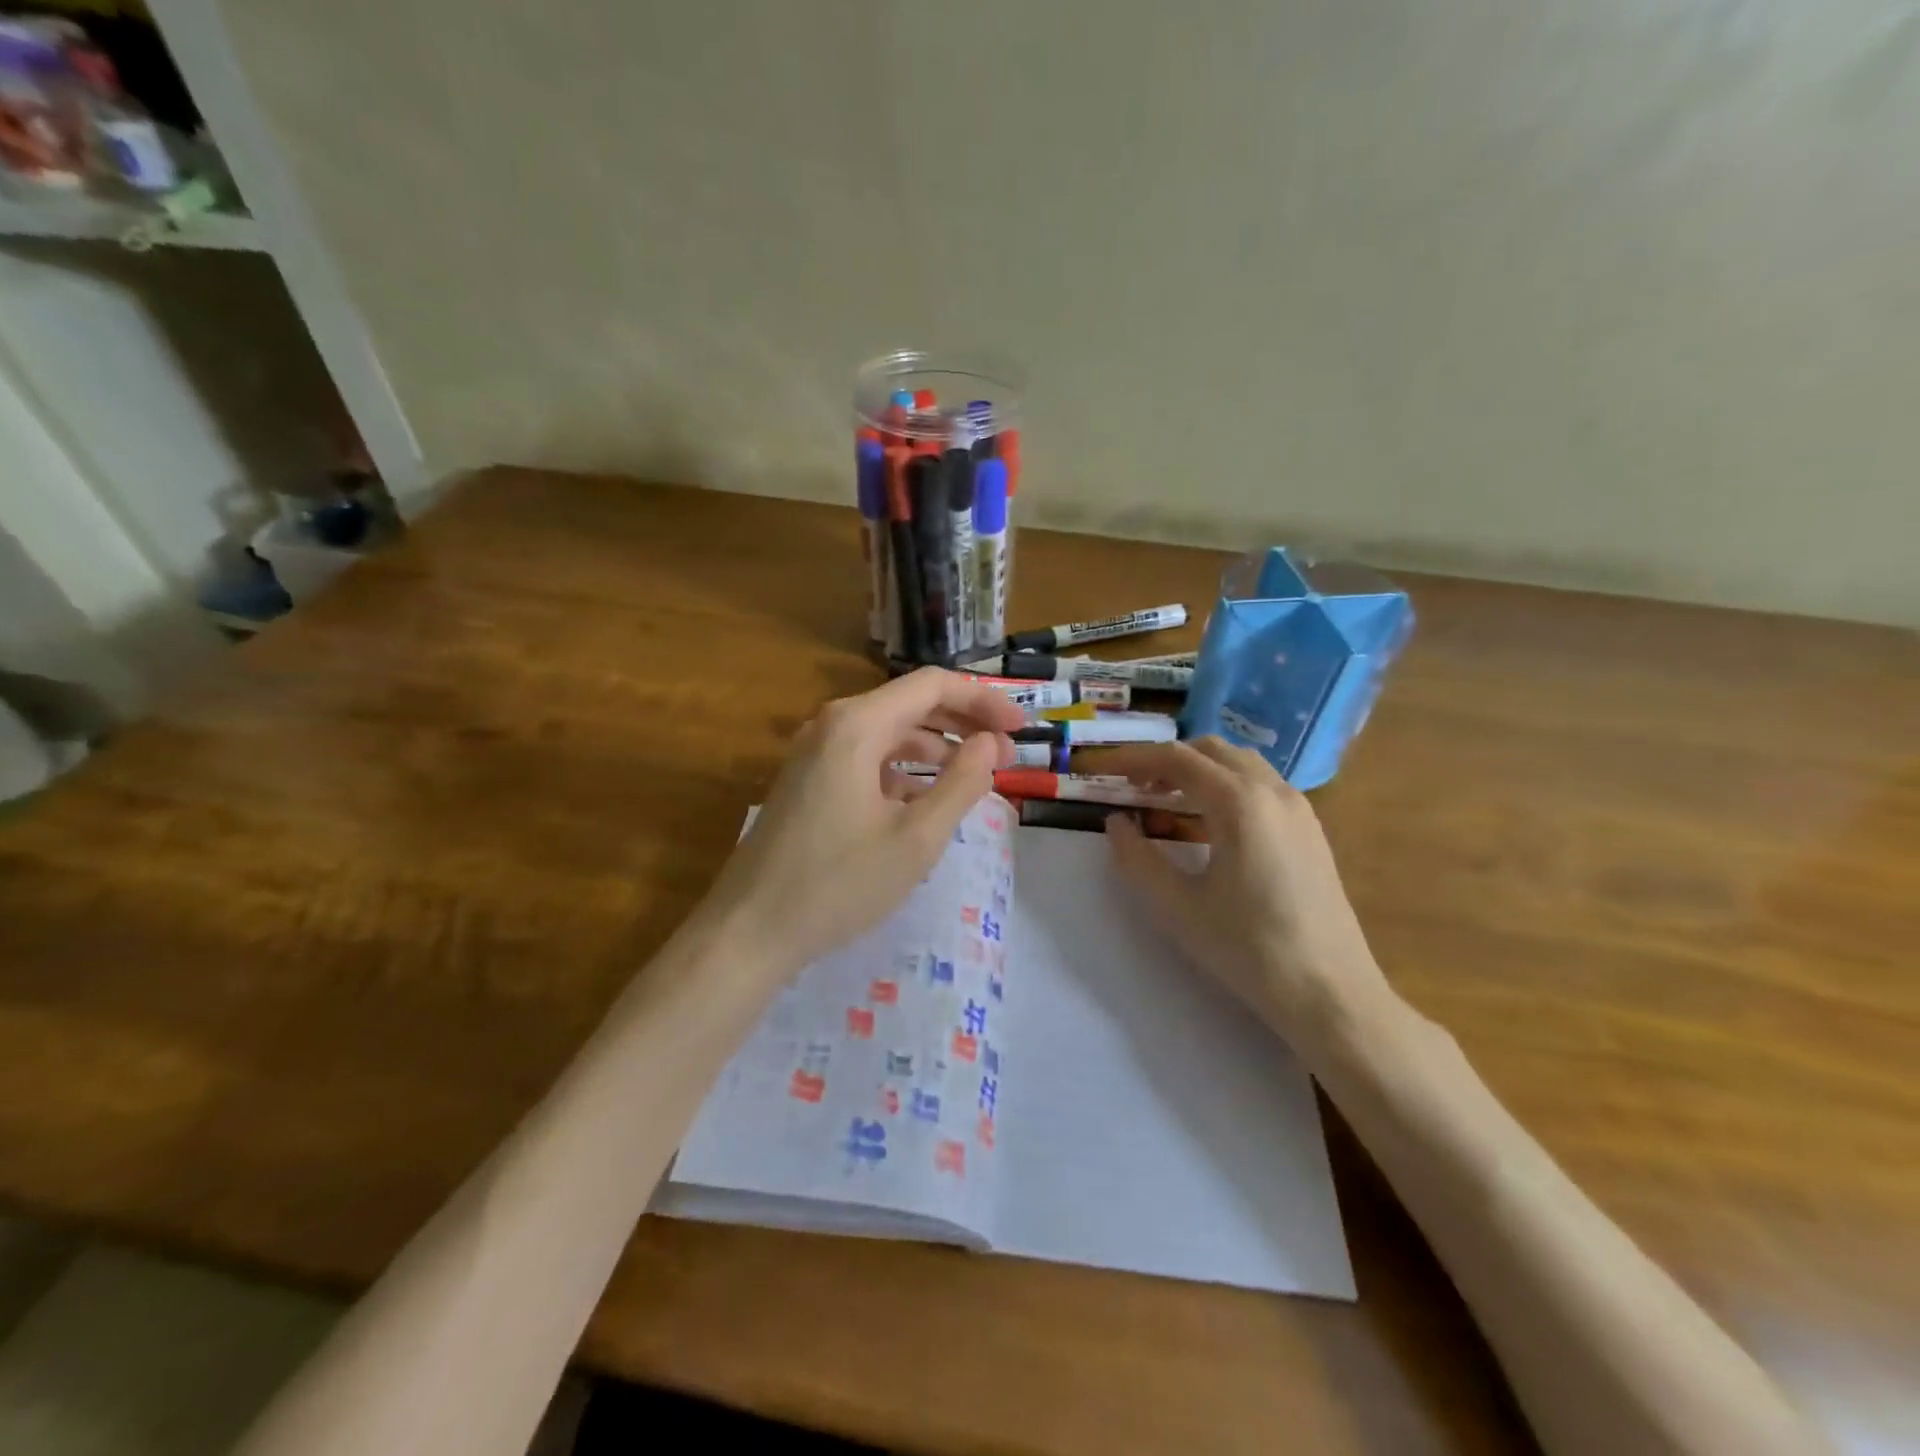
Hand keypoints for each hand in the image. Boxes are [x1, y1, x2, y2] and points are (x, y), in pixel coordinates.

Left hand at [704, 668, 1024, 981]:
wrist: (749, 930)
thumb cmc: (839, 884)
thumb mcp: (916, 838)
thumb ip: (962, 783)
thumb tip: (991, 743)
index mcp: (857, 725)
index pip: (933, 686)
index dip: (984, 701)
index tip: (1022, 727)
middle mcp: (833, 724)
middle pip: (911, 705)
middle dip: (965, 724)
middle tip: (1009, 753)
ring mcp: (815, 752)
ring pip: (890, 733)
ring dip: (937, 748)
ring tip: (978, 775)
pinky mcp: (808, 780)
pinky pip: (867, 758)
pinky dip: (905, 770)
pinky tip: (927, 798)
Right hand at [1102, 738, 1393, 1041]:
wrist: (1330, 994)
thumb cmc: (1247, 949)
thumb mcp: (1176, 907)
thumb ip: (1136, 858)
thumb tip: (1116, 823)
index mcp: (1239, 803)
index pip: (1177, 759)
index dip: (1135, 759)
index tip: (1105, 772)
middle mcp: (1273, 791)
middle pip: (1211, 751)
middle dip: (1167, 761)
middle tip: (1134, 788)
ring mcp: (1299, 809)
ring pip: (1241, 764)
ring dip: (1199, 770)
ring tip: (1168, 801)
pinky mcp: (1311, 831)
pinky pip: (1262, 785)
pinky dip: (1227, 785)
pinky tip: (1211, 823)